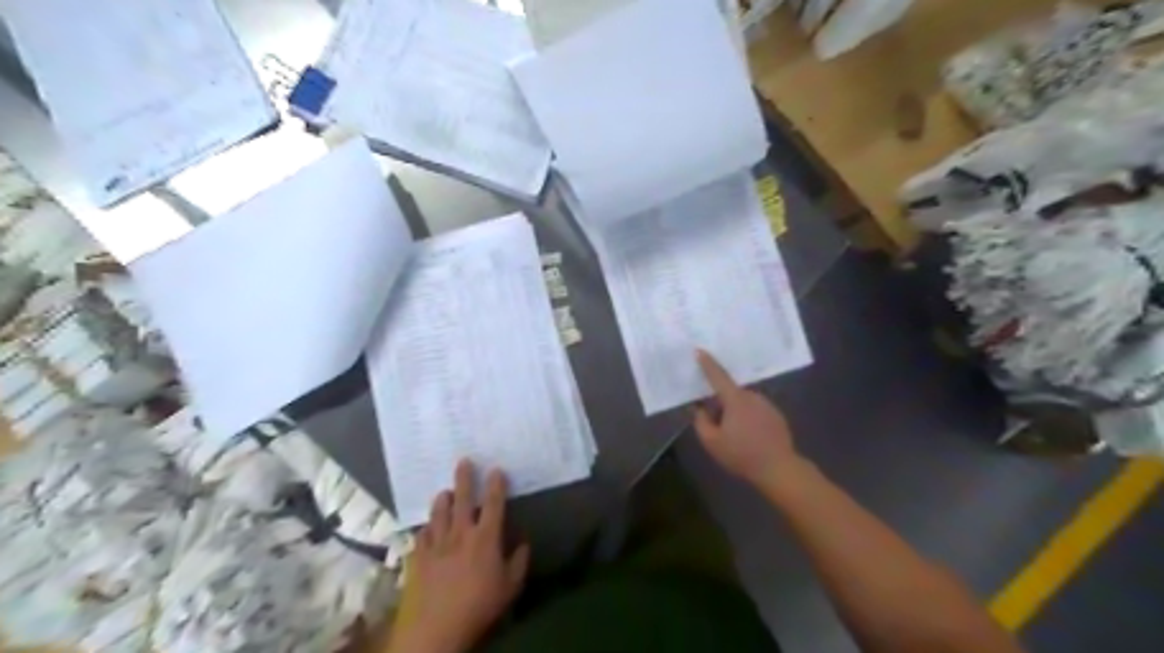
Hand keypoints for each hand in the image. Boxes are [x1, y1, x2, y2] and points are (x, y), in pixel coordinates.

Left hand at [393, 460, 533, 652]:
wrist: (436, 629)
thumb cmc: (479, 606)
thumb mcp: (510, 587)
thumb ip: (519, 562)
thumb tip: (523, 543)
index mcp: (485, 538)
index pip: (494, 504)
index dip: (496, 484)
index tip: (496, 469)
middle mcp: (460, 533)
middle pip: (463, 498)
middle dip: (464, 478)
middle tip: (463, 461)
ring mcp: (436, 543)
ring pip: (438, 512)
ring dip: (443, 500)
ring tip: (445, 492)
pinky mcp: (418, 557)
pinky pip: (421, 534)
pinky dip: (426, 528)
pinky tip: (427, 529)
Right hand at [690, 350, 801, 492]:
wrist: (779, 469)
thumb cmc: (742, 454)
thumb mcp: (712, 442)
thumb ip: (701, 421)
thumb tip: (699, 408)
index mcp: (735, 400)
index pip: (718, 376)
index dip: (707, 363)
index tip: (699, 350)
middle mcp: (752, 396)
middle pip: (730, 393)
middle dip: (720, 403)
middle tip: (714, 422)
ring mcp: (767, 405)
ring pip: (743, 403)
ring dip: (735, 412)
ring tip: (733, 435)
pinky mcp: (776, 415)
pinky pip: (756, 410)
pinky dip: (749, 418)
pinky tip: (749, 438)